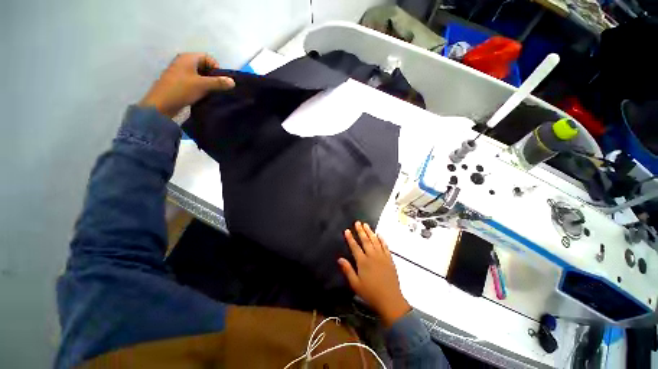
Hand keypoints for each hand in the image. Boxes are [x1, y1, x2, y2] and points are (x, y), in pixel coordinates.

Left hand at [139, 53, 234, 118]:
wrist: (161, 104)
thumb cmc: (181, 90)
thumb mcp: (203, 85)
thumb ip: (219, 83)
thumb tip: (233, 82)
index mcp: (188, 58)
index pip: (208, 58)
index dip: (216, 68)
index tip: (219, 81)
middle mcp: (183, 62)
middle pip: (204, 66)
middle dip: (213, 76)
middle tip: (216, 88)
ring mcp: (180, 72)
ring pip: (199, 75)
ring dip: (207, 83)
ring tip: (210, 93)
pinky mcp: (179, 82)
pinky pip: (194, 81)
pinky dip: (200, 87)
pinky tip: (203, 95)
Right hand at [339, 221, 410, 326]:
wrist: (390, 300)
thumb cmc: (370, 293)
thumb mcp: (355, 284)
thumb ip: (348, 270)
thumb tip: (340, 259)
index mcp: (363, 262)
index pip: (355, 247)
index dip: (350, 238)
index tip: (347, 230)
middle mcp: (372, 256)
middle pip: (365, 241)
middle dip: (360, 231)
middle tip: (357, 222)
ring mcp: (382, 257)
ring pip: (375, 241)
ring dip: (370, 232)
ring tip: (366, 225)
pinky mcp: (389, 259)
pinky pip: (385, 246)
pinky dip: (382, 239)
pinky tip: (379, 234)